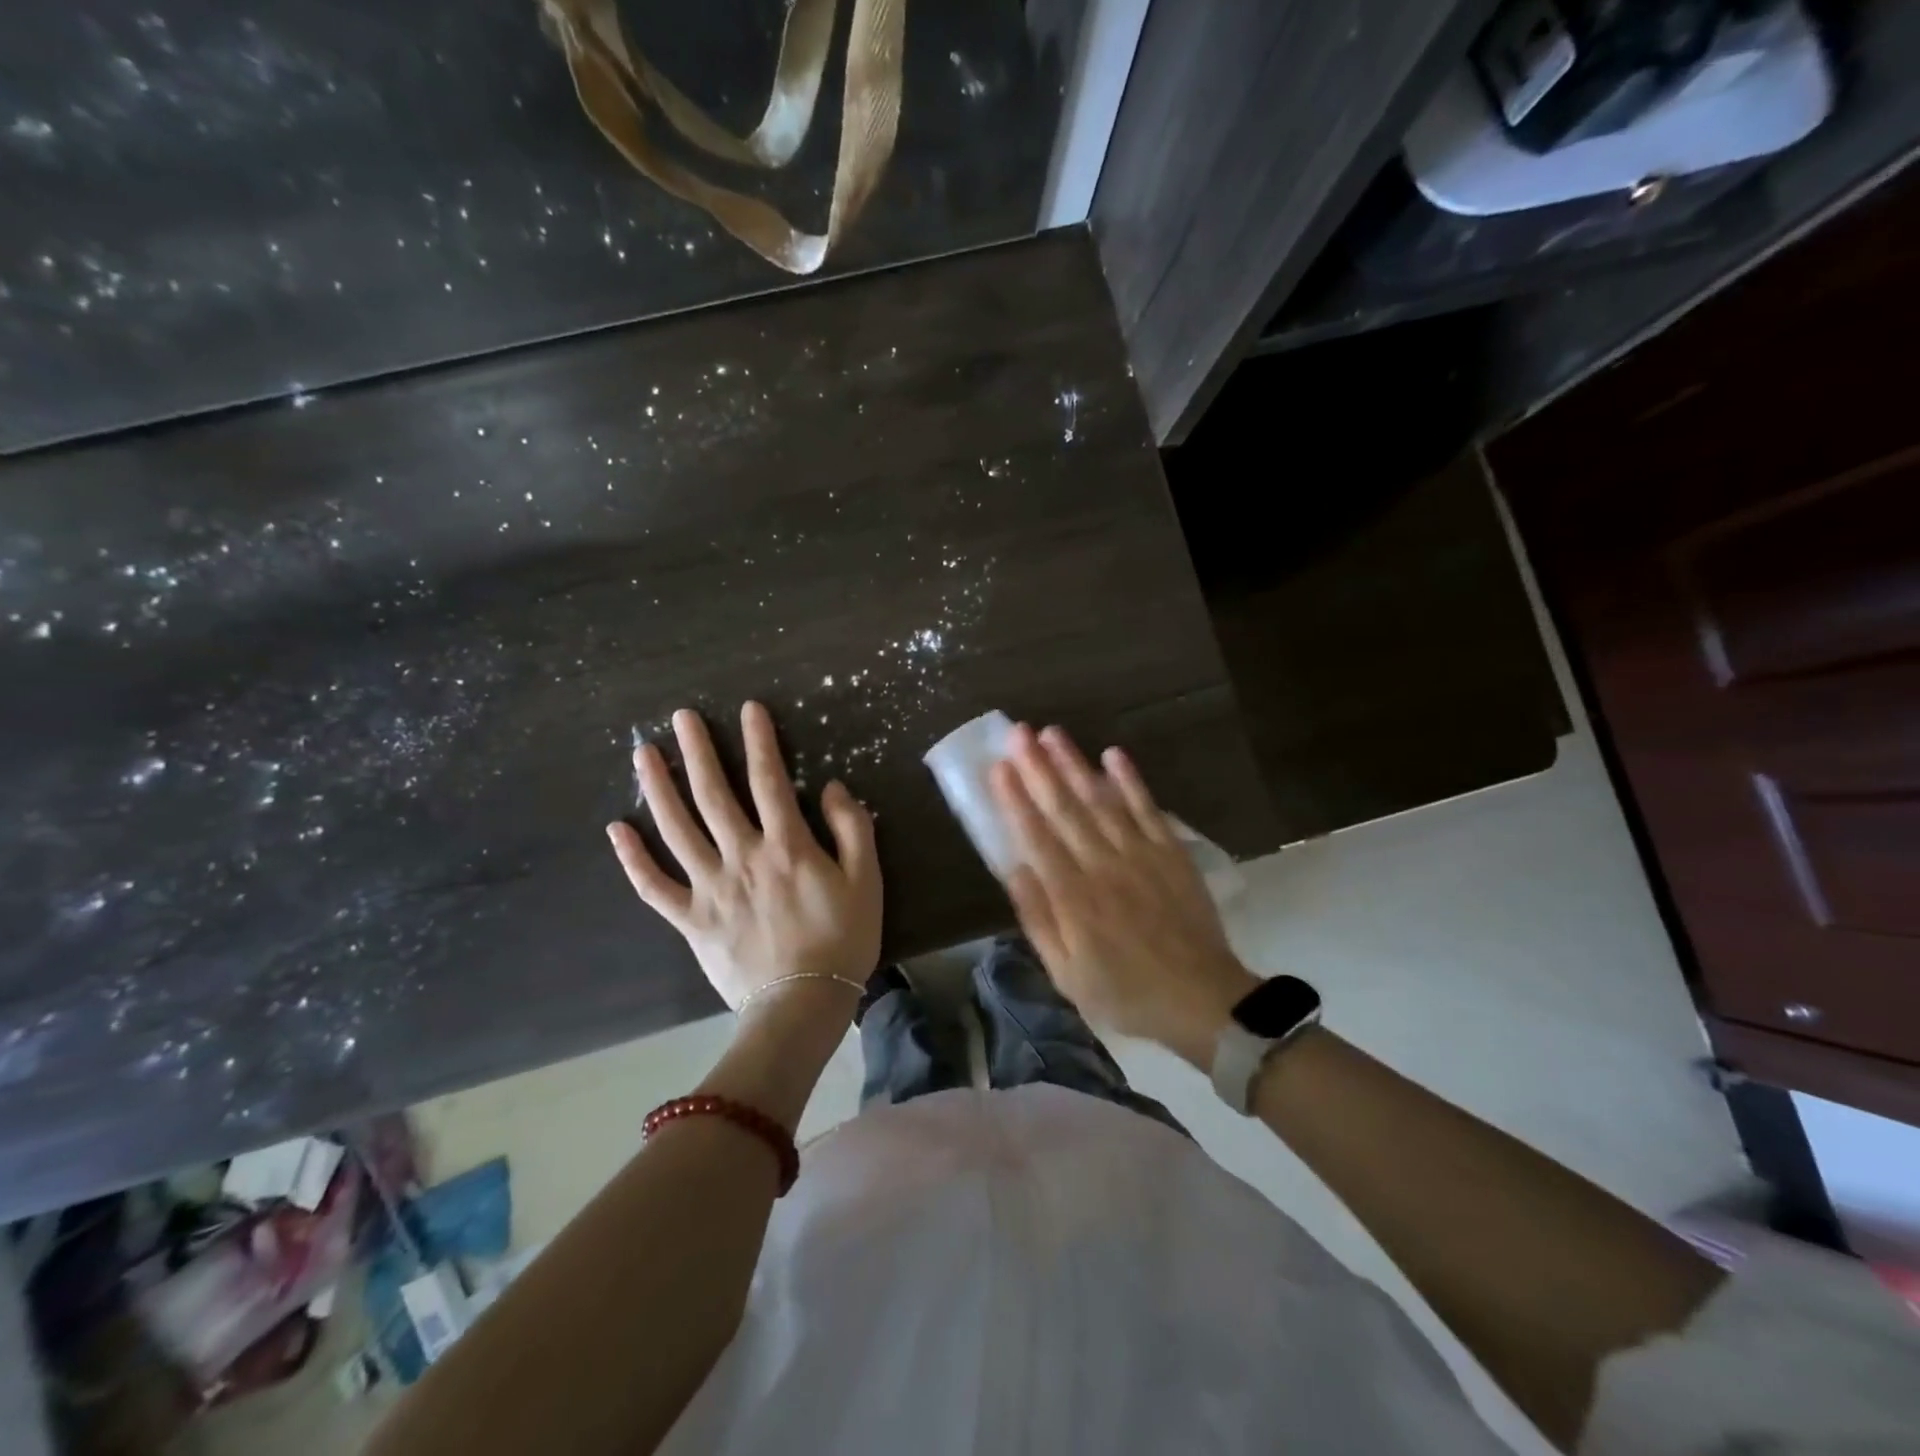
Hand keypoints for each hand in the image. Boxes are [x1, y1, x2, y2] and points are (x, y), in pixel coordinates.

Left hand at [606, 702, 881, 1013]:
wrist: (802, 1003)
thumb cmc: (842, 939)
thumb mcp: (866, 880)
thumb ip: (851, 828)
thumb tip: (830, 787)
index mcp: (786, 845)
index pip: (769, 779)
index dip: (759, 741)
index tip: (748, 709)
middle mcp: (741, 856)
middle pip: (713, 794)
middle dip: (697, 751)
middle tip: (680, 716)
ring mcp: (709, 887)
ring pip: (676, 829)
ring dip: (658, 788)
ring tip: (643, 754)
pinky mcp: (689, 919)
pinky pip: (653, 886)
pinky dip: (633, 858)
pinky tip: (617, 829)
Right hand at [990, 724, 1256, 1067]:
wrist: (1202, 1000)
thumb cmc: (1125, 993)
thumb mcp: (1067, 973)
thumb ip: (1038, 919)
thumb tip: (1012, 868)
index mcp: (1073, 897)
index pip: (1036, 837)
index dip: (1014, 799)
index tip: (998, 767)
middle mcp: (1103, 865)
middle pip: (1065, 809)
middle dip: (1038, 768)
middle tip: (1018, 733)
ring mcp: (1140, 855)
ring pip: (1101, 800)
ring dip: (1075, 764)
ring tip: (1052, 733)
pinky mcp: (1171, 853)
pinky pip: (1147, 809)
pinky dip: (1130, 781)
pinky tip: (1112, 755)